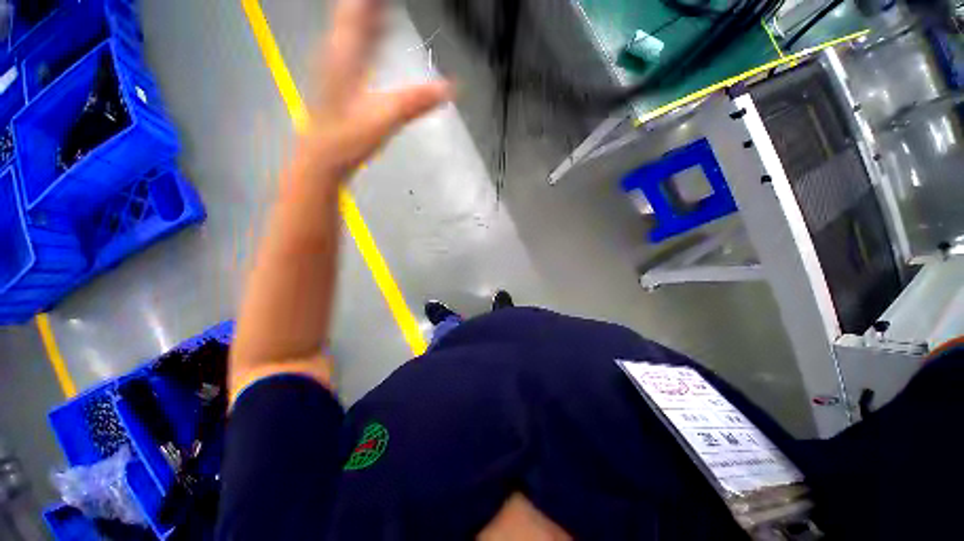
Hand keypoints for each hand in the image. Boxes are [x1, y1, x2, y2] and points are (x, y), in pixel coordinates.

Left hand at [304, 0, 451, 176]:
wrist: (324, 155)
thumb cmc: (349, 138)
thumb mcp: (387, 119)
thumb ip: (417, 101)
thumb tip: (452, 88)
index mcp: (346, 53)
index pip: (360, 6)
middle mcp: (338, 49)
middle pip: (353, 7)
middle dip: (372, 1)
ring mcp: (336, 60)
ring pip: (352, 19)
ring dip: (369, 8)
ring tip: (387, 3)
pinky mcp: (340, 73)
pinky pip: (354, 38)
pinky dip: (368, 25)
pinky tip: (377, 25)